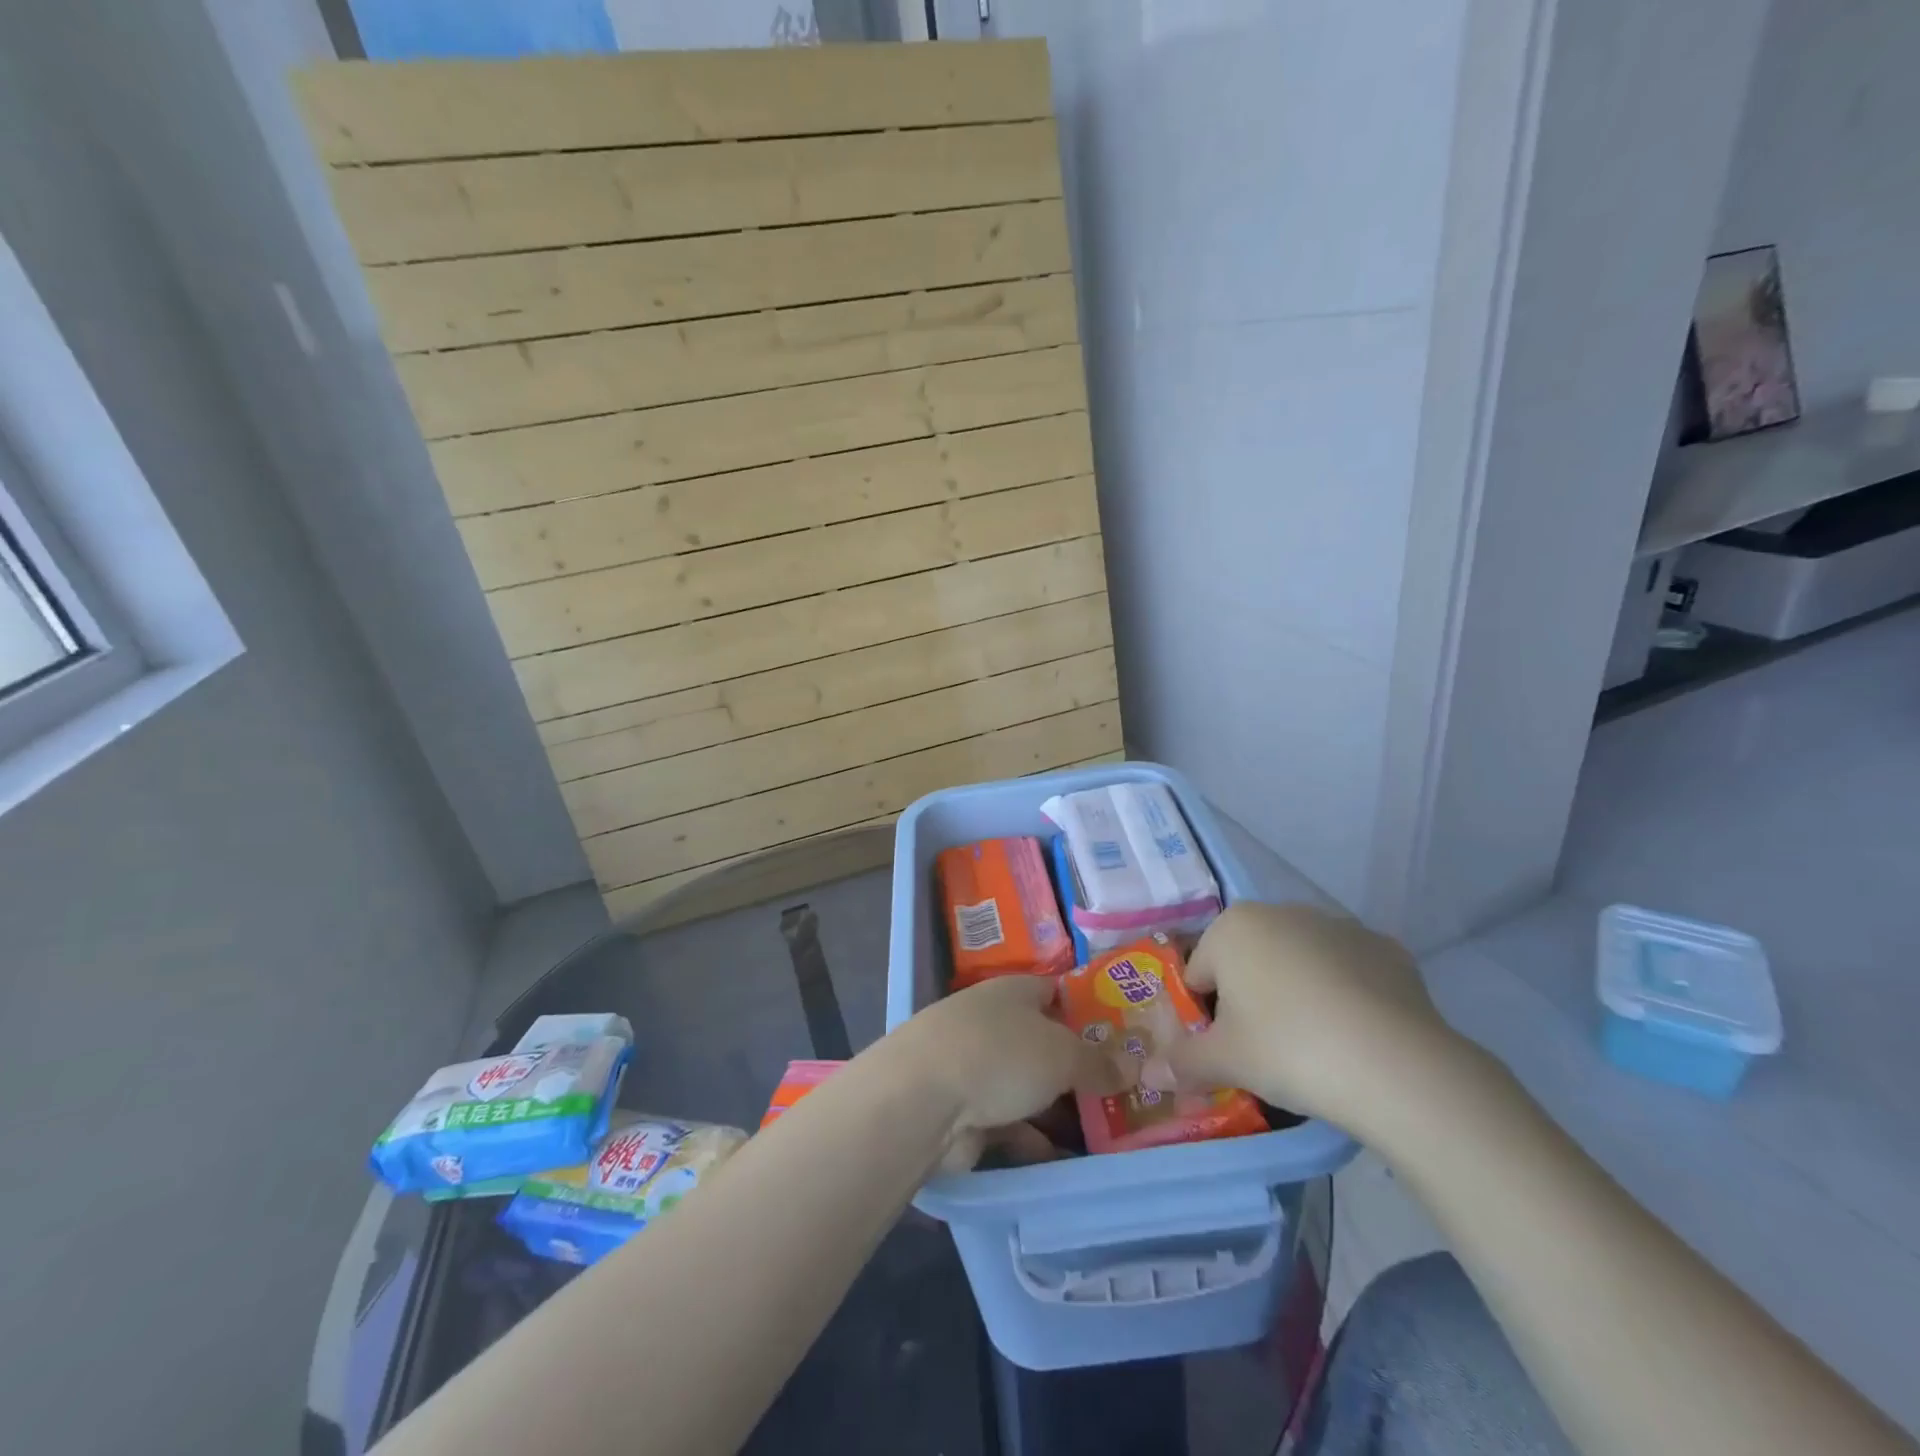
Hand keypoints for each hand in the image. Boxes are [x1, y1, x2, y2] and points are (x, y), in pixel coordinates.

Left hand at [886, 973, 1128, 1140]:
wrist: (923, 1100)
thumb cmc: (999, 1054)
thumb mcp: (1061, 1053)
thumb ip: (1098, 1062)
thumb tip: (1132, 1066)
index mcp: (1013, 992)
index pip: (1056, 992)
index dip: (1087, 1011)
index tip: (1123, 1037)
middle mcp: (994, 1022)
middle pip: (1044, 1042)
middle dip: (1078, 1067)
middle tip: (1123, 1092)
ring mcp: (976, 1066)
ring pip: (1029, 1085)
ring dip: (1058, 1108)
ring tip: (1105, 1133)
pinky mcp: (965, 1110)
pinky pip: (1011, 1122)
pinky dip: (1034, 1139)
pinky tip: (1064, 1158)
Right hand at [1156, 902, 1470, 1136]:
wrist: (1395, 1065)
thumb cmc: (1288, 1049)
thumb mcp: (1224, 1062)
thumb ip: (1181, 1062)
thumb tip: (1149, 1073)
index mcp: (1233, 926)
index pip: (1200, 972)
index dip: (1207, 1015)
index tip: (1228, 1049)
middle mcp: (1282, 911)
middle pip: (1249, 960)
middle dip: (1250, 999)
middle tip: (1267, 1051)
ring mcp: (1338, 926)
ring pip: (1299, 962)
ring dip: (1296, 993)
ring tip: (1316, 1047)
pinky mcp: (1386, 949)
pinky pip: (1348, 972)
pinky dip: (1345, 995)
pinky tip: (1356, 1035)